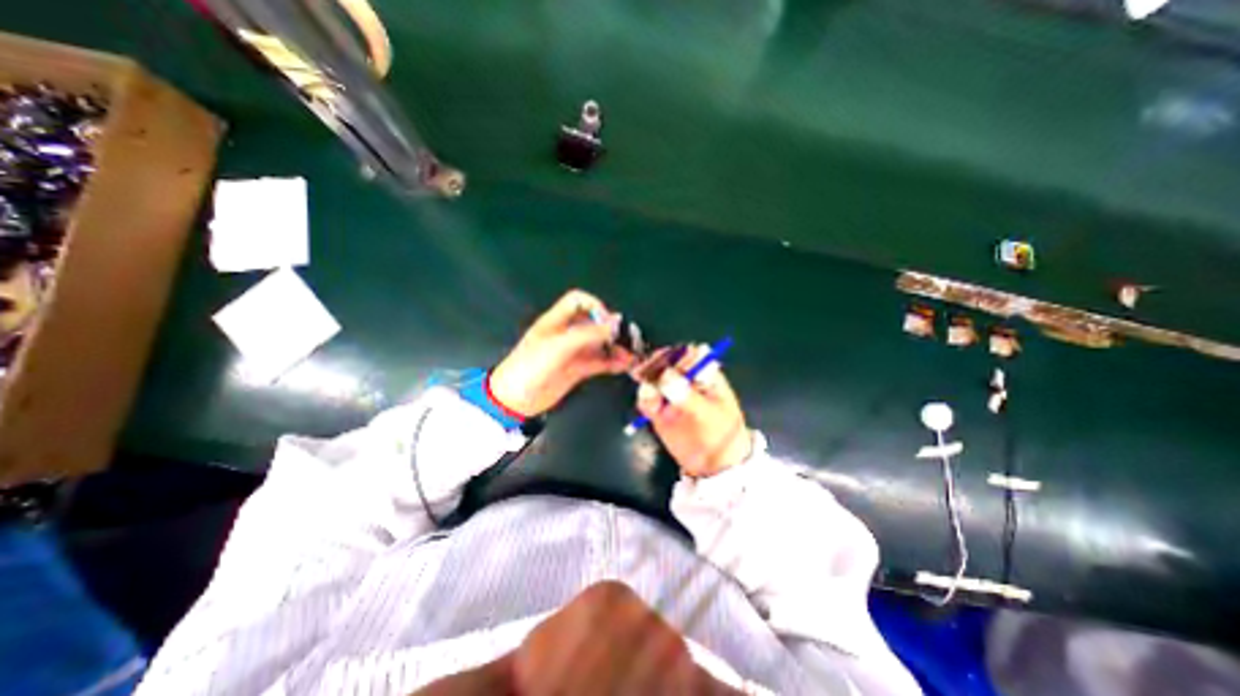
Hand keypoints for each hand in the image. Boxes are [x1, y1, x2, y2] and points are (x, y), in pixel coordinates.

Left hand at [490, 287, 633, 416]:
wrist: (515, 400)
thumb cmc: (530, 368)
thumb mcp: (559, 347)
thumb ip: (587, 334)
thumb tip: (614, 325)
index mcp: (557, 321)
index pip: (578, 301)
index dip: (595, 306)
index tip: (607, 322)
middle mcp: (567, 334)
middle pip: (593, 323)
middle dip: (611, 329)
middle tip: (627, 338)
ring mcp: (573, 352)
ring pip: (600, 344)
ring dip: (616, 347)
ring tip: (630, 355)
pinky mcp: (577, 369)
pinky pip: (600, 362)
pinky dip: (613, 362)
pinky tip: (624, 365)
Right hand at [633, 342, 750, 476]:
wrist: (713, 464)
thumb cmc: (721, 434)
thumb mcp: (708, 414)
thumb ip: (687, 396)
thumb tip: (665, 376)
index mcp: (705, 373)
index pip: (690, 355)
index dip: (677, 357)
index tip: (667, 366)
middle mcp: (685, 378)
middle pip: (667, 361)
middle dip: (655, 365)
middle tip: (647, 372)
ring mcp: (670, 392)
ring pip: (653, 377)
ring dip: (647, 382)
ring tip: (652, 397)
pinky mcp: (658, 408)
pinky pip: (647, 398)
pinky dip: (645, 400)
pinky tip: (649, 408)